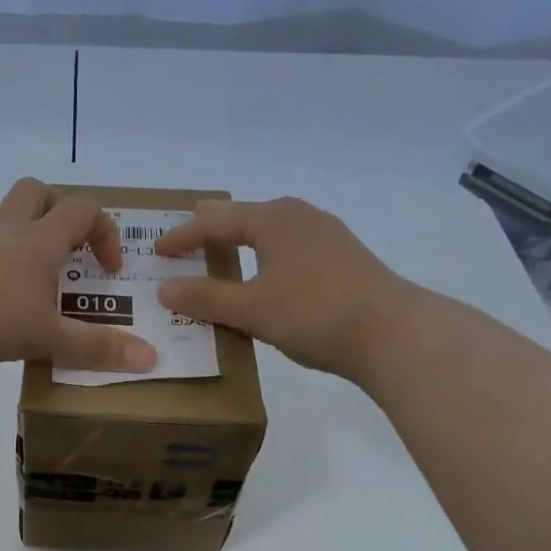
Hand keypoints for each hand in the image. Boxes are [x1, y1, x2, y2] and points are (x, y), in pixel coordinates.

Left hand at [0, 178, 158, 371]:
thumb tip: (151, 358)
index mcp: (39, 243)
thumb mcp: (49, 338)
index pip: (83, 210)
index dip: (104, 232)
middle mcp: (4, 232)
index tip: (107, 270)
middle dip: (52, 207)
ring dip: (2, 222)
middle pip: (33, 190)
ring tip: (9, 257)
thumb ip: (96, 349)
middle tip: (59, 245)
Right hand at [154, 197, 404, 379]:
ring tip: (224, 250)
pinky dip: (266, 256)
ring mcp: (326, 236)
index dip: (182, 237)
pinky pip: (289, 248)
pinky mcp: (343, 260)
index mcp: (272, 219)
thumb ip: (206, 297)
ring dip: (243, 242)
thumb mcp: (251, 308)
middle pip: (245, 217)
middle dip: (214, 227)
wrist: (393, 333)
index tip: (157, 251)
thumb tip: (165, 289)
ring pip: (271, 231)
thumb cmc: (314, 312)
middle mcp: (299, 217)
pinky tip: (268, 274)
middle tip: (188, 232)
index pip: (215, 222)